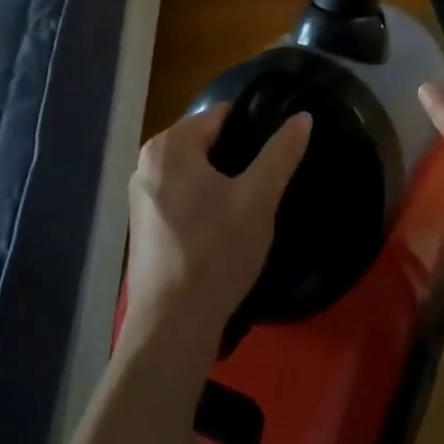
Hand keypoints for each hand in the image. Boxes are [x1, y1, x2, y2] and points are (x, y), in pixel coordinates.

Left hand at [123, 105, 312, 351]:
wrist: (172, 327)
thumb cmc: (215, 252)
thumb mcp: (259, 198)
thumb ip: (281, 152)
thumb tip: (302, 116)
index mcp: (170, 145)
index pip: (221, 115)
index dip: (253, 128)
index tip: (276, 152)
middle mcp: (147, 162)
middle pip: (206, 141)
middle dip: (236, 156)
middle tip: (266, 182)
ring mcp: (140, 196)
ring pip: (194, 171)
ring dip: (221, 181)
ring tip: (250, 205)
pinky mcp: (143, 226)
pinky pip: (181, 195)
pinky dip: (203, 202)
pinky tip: (223, 228)